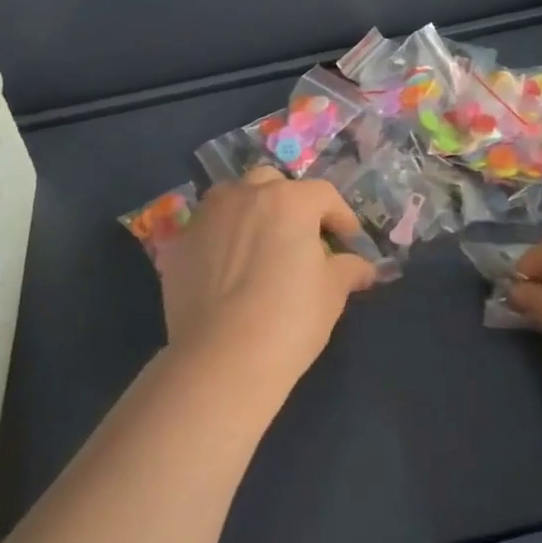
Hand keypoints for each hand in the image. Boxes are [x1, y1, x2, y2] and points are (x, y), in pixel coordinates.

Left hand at [157, 168, 377, 392]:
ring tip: (259, 244)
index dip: (340, 216)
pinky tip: (226, 267)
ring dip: (250, 210)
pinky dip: (220, 236)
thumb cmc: (289, 320)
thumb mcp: (332, 293)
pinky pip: (206, 227)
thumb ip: (348, 269)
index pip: (323, 195)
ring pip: (233, 197)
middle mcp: (245, 195)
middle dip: (290, 203)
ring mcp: (207, 215)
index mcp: (289, 200)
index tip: (348, 240)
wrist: (221, 358)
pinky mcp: (178, 241)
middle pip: (273, 184)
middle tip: (300, 236)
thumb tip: (363, 267)